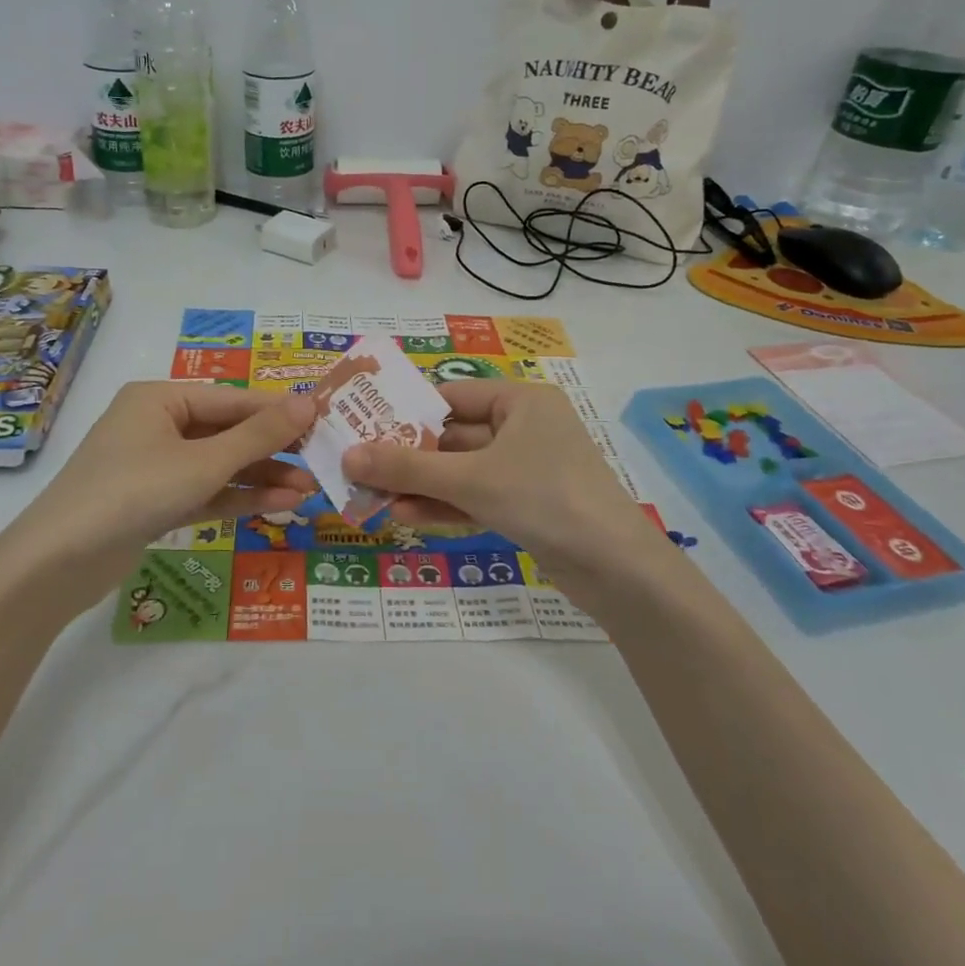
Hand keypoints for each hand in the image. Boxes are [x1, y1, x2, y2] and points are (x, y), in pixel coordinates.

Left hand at [0, 383, 317, 614]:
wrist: (59, 564)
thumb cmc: (133, 492)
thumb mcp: (203, 462)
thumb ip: (258, 435)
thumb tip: (309, 401)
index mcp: (159, 399)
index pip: (232, 399)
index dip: (279, 410)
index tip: (325, 420)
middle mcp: (156, 425)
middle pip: (227, 432)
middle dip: (273, 450)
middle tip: (321, 460)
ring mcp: (154, 466)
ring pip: (219, 465)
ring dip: (261, 477)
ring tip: (309, 489)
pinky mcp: (154, 503)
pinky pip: (205, 491)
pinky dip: (238, 498)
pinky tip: (279, 503)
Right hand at [342, 380, 664, 605]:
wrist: (617, 569)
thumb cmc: (544, 497)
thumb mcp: (470, 479)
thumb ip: (407, 466)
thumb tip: (348, 455)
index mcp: (521, 401)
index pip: (452, 396)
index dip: (407, 410)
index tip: (364, 425)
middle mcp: (525, 428)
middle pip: (453, 436)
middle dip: (408, 455)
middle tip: (359, 466)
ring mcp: (527, 469)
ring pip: (462, 470)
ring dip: (421, 484)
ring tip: (372, 495)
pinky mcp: (528, 506)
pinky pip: (477, 496)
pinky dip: (445, 505)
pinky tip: (405, 516)